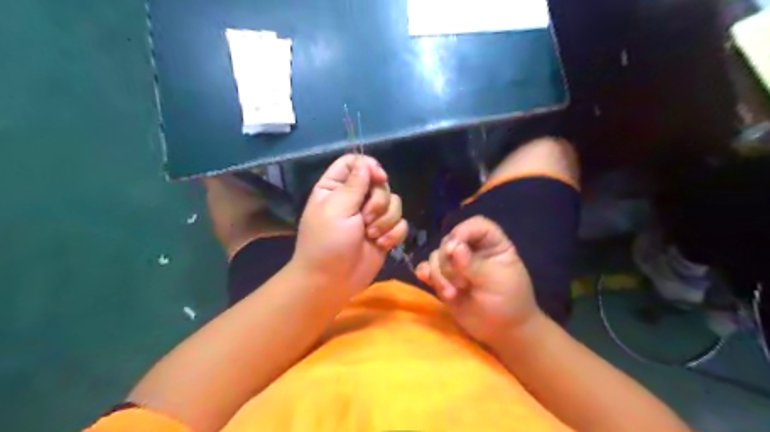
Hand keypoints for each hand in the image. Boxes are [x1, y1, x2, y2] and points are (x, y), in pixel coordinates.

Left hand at [293, 155, 408, 296]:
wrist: (331, 281)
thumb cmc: (327, 243)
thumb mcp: (337, 209)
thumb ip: (354, 184)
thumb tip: (367, 164)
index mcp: (335, 188)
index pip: (355, 163)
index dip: (369, 167)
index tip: (379, 178)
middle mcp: (355, 199)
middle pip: (380, 183)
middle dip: (378, 201)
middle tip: (366, 218)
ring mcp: (371, 217)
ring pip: (394, 203)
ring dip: (386, 220)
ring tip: (371, 235)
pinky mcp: (384, 233)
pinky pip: (401, 223)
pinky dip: (394, 234)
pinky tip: (381, 245)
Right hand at [415, 217, 540, 347]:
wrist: (502, 331)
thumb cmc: (509, 302)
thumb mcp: (496, 281)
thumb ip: (473, 264)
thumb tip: (454, 247)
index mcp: (492, 244)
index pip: (476, 225)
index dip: (463, 232)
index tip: (454, 249)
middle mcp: (472, 250)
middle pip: (450, 241)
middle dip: (449, 263)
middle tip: (462, 284)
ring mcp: (456, 265)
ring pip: (436, 256)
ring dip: (440, 275)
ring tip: (453, 294)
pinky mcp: (444, 279)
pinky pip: (427, 269)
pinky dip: (425, 273)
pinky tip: (425, 280)